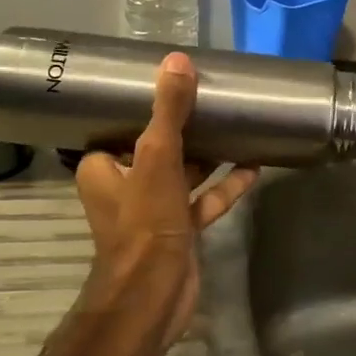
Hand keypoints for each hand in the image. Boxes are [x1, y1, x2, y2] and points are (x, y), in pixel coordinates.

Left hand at [74, 53, 257, 342]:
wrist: (154, 295)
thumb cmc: (145, 222)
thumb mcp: (156, 158)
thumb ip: (168, 111)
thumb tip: (177, 61)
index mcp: (104, 167)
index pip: (120, 126)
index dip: (143, 106)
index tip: (171, 83)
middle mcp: (125, 186)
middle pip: (156, 148)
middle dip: (183, 127)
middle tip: (210, 98)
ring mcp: (154, 210)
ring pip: (182, 173)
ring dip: (207, 155)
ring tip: (235, 127)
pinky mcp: (179, 229)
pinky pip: (203, 200)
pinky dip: (223, 186)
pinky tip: (252, 167)